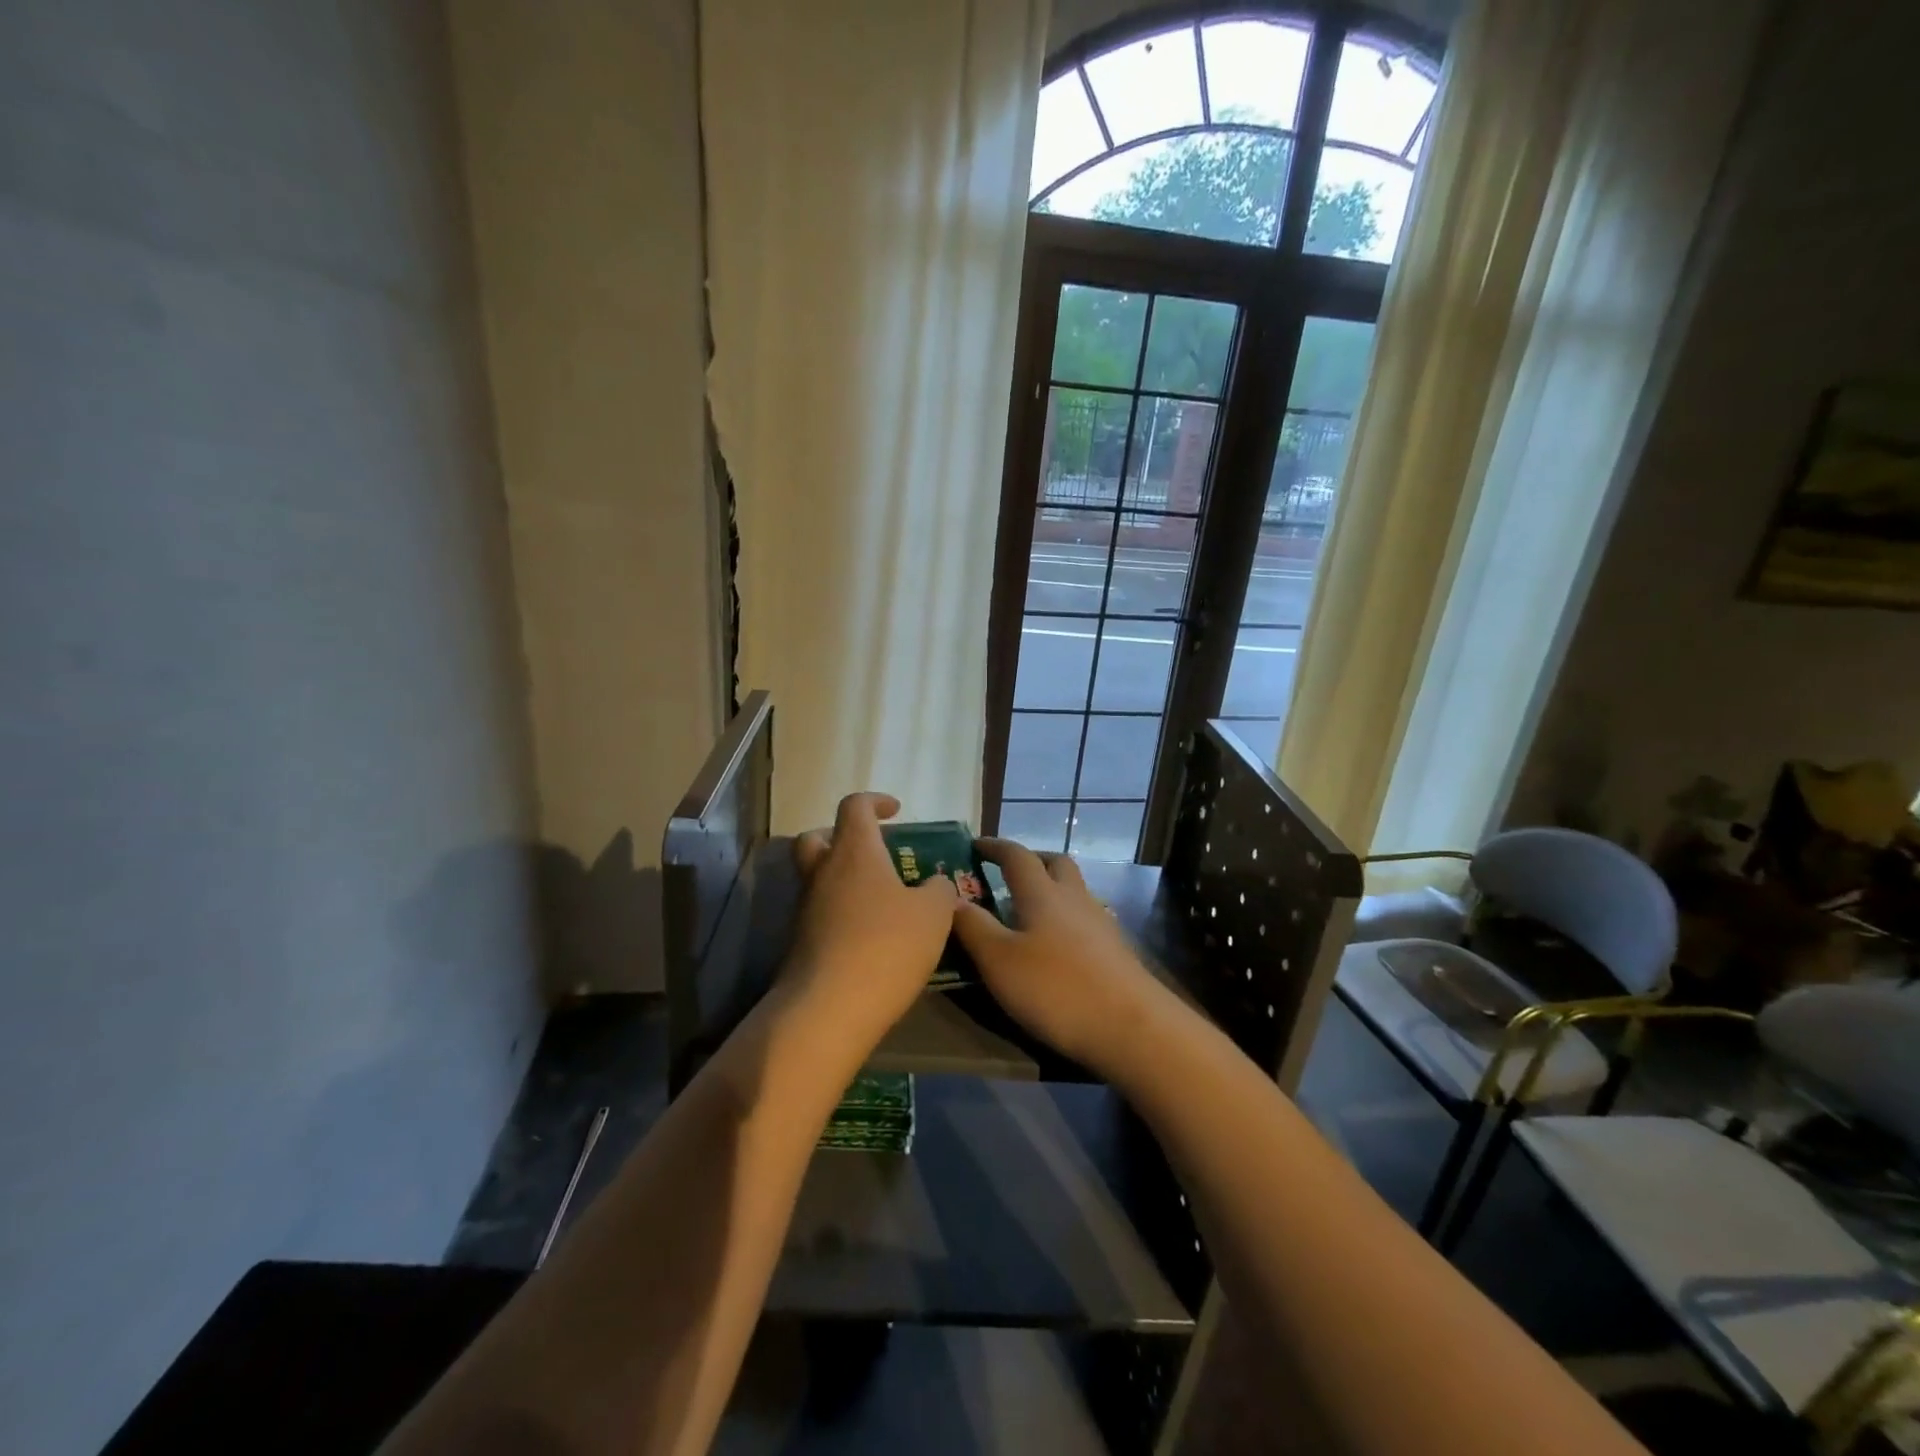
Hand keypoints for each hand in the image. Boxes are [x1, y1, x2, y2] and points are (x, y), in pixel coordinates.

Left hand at [786, 792, 957, 1048]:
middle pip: (817, 837)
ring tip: (880, 900)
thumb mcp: (933, 915)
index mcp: (854, 852)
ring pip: (817, 877)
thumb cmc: (886, 946)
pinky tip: (869, 935)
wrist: (829, 1009)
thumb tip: (936, 883)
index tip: (895, 811)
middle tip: (872, 851)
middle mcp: (822, 873)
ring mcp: (805, 909)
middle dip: (842, 836)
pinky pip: (820, 913)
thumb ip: (939, 891)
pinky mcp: (800, 943)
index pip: (854, 806)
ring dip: (842, 878)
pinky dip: (840, 913)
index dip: (875, 801)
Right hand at [952, 838, 1165, 1071]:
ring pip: (1074, 890)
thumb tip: (950, 898)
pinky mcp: (1116, 950)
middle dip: (1031, 860)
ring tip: (1028, 911)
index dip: (995, 847)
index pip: (1016, 856)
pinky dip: (1066, 919)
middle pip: (1056, 863)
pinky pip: (1085, 919)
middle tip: (1008, 872)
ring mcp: (1100, 923)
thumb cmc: (1056, 988)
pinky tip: (1057, 946)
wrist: (1132, 1027)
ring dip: (1052, 889)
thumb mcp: (999, 961)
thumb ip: (973, 927)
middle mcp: (1074, 898)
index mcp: (1042, 894)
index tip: (975, 844)